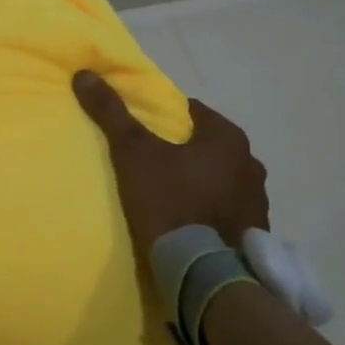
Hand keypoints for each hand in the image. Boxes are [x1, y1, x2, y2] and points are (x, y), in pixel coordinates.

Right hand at [73, 70, 269, 252]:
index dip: (166, 120)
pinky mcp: (256, 233)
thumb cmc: (169, 202)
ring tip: (173, 199)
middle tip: (154, 168)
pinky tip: (192, 225)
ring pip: (223, 179)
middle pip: (210, 146)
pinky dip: (213, 211)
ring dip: (203, 183)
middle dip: (187, 153)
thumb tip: (85, 73)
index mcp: (227, 137)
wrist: (203, 271)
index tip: (144, 135)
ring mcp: (258, 200)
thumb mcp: (133, 154)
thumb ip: (111, 113)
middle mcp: (251, 163)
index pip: (193, 113)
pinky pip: (230, 210)